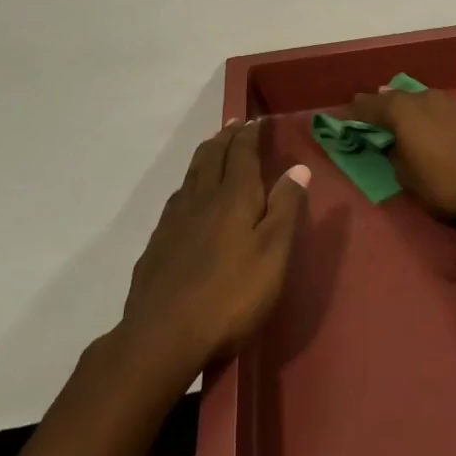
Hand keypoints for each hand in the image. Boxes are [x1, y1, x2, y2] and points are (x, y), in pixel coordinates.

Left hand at [119, 119, 307, 379]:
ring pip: (191, 174)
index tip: (256, 120)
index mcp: (233, 197)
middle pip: (212, 156)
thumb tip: (298, 168)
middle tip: (234, 124)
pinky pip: (177, 198)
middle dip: (226, 137)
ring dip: (206, 155)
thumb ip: (285, 209)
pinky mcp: (157, 243)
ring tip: (214, 147)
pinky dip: (189, 184)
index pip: (241, 153)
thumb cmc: (231, 295)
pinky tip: (188, 197)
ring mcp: (174, 220)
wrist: (162, 335)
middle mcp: (201, 198)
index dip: (249, 134)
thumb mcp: (273, 254)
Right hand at [345, 86, 455, 222]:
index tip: (346, 114)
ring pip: (426, 100)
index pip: (371, 105)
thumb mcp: (407, 178)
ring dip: (415, 108)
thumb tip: (395, 145)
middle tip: (375, 111)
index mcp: (403, 112)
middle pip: (399, 97)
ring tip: (409, 117)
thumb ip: (395, 155)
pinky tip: (443, 128)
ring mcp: (455, 102)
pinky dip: (440, 116)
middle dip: (385, 104)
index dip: (357, 110)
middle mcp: (426, 98)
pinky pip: (449, 110)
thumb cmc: (444, 184)